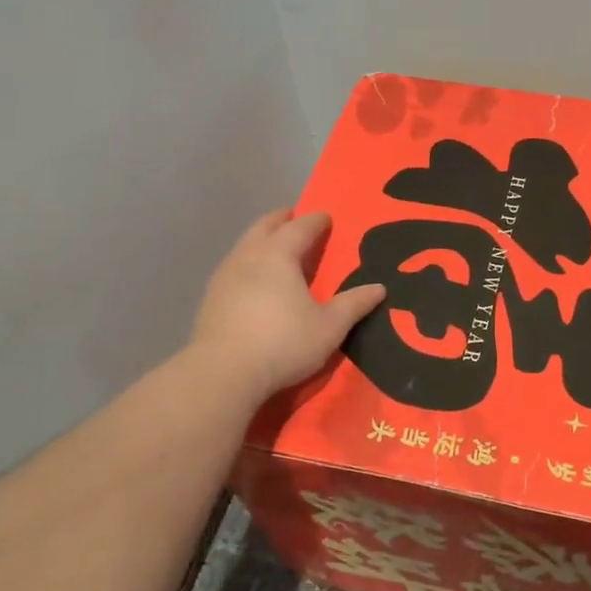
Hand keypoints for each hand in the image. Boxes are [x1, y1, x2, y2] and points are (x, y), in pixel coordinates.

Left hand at [190, 209, 385, 400]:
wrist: (223, 372)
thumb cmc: (283, 343)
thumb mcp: (329, 327)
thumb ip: (354, 305)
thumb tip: (379, 289)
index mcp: (279, 255)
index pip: (300, 227)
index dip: (315, 220)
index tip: (326, 217)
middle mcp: (248, 256)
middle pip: (265, 227)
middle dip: (281, 220)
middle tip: (294, 218)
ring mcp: (224, 276)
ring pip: (244, 245)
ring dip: (261, 239)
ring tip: (274, 248)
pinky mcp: (210, 298)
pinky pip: (233, 267)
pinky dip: (247, 262)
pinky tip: (253, 280)